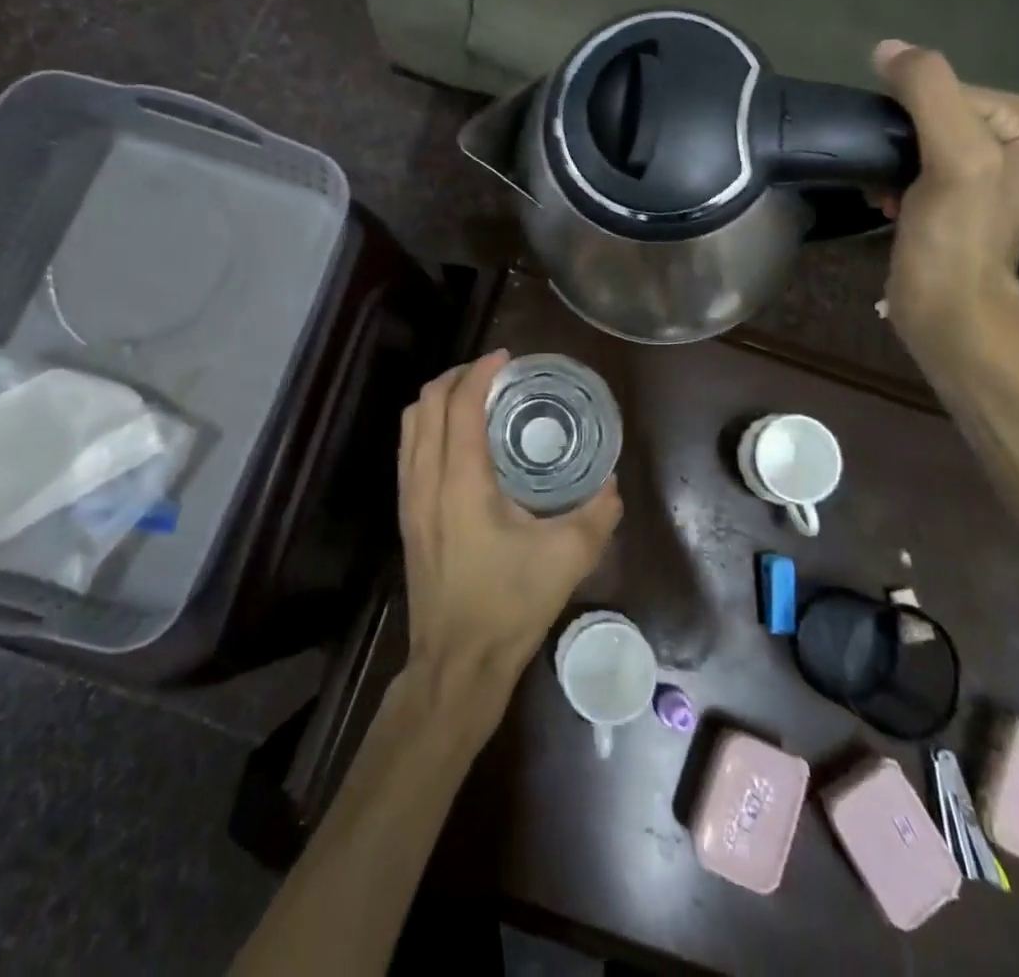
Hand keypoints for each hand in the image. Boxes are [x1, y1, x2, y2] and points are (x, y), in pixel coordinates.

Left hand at [397, 350, 622, 696]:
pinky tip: (460, 441)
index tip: (506, 357)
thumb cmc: (508, 605)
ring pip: (410, 426)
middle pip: (425, 404)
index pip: (460, 404)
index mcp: (460, 480)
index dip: (480, 371)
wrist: (456, 662)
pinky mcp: (407, 516)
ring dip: (438, 400)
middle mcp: (425, 479)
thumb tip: (611, 484)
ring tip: (475, 397)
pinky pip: (409, 450)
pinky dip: (430, 426)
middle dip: (456, 377)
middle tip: (493, 373)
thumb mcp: (566, 558)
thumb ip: (597, 514)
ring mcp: (409, 498)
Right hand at [870, 40, 1018, 370]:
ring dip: (887, 162)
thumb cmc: (958, 238)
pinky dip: (887, 178)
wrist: (948, 312)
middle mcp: (1013, 134)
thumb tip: (885, 47)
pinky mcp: (950, 193)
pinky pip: (907, 160)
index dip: (910, 121)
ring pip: (911, 137)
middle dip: (897, 142)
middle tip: (890, 182)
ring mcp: (981, 165)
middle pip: (928, 111)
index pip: (945, 88)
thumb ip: (928, 91)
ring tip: (885, 196)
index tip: (906, 165)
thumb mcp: (956, 156)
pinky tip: (884, 204)